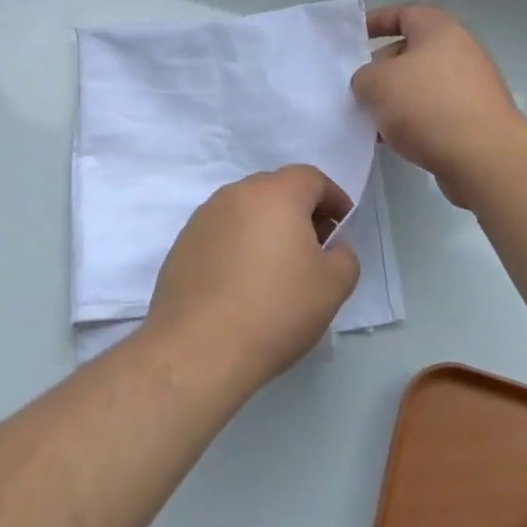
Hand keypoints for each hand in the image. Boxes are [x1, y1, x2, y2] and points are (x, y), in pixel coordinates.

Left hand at [146, 166, 360, 385]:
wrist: (199, 348)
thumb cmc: (276, 309)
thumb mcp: (333, 286)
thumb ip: (344, 255)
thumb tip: (331, 246)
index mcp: (276, 194)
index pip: (311, 179)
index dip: (334, 199)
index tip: (342, 228)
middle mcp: (236, 194)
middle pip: (276, 190)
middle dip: (300, 212)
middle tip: (314, 249)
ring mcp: (204, 217)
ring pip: (246, 211)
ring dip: (266, 229)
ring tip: (277, 269)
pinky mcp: (182, 244)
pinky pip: (221, 234)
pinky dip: (239, 246)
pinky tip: (243, 284)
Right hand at [350, 3, 526, 207]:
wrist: (484, 159)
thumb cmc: (427, 106)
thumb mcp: (377, 83)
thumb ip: (364, 76)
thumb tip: (372, 84)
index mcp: (440, 31)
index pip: (405, 13)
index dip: (377, 21)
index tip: (354, 38)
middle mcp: (460, 52)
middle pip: (412, 52)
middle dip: (381, 68)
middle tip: (358, 88)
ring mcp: (472, 87)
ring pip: (421, 86)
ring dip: (395, 100)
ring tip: (371, 120)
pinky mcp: (475, 120)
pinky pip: (434, 112)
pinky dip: (413, 121)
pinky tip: (394, 141)